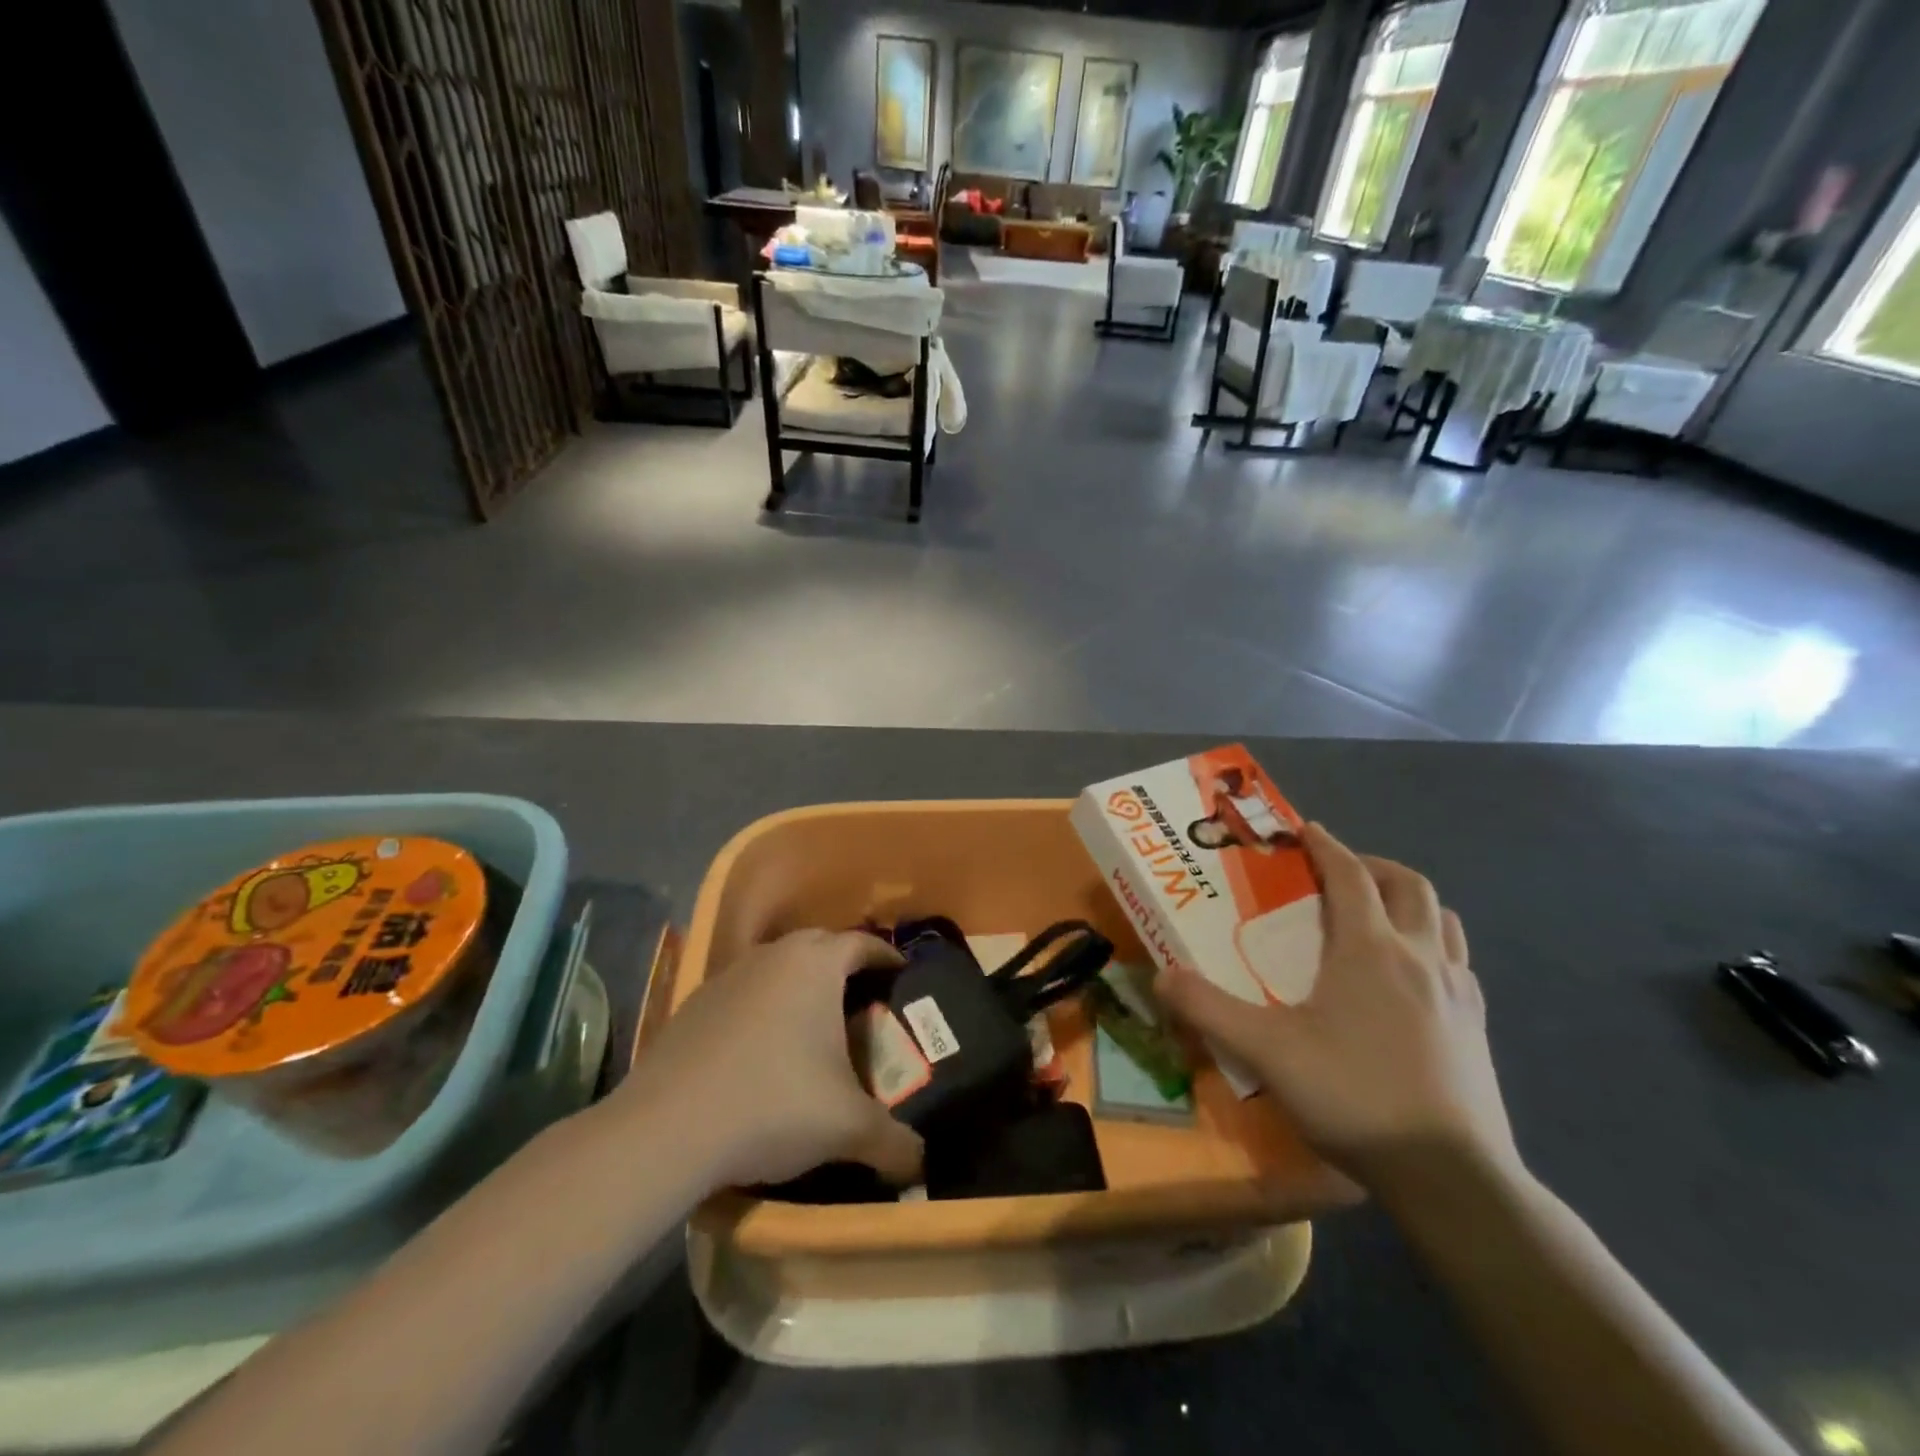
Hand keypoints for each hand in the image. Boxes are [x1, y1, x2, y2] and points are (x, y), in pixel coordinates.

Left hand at [616, 930, 923, 1189]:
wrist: (667, 1129)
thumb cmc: (774, 1105)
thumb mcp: (847, 1128)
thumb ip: (894, 1142)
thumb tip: (922, 1164)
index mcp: (815, 964)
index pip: (862, 944)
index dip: (887, 958)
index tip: (902, 977)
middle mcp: (773, 956)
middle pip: (819, 946)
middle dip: (844, 967)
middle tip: (862, 1001)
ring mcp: (728, 976)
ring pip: (777, 967)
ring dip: (798, 985)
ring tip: (812, 1025)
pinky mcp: (693, 1003)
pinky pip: (743, 992)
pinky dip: (760, 1008)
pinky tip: (760, 1050)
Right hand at [1155, 823, 1517, 1191]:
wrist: (1453, 1177)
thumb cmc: (1355, 1096)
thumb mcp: (1266, 1052)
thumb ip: (1208, 1009)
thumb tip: (1161, 975)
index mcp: (1370, 949)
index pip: (1350, 875)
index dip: (1326, 846)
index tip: (1304, 830)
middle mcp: (1420, 957)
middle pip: (1409, 885)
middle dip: (1372, 866)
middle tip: (1339, 874)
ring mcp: (1459, 993)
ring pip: (1442, 920)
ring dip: (1409, 903)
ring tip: (1377, 917)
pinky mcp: (1478, 1028)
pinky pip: (1459, 963)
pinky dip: (1432, 946)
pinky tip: (1411, 979)